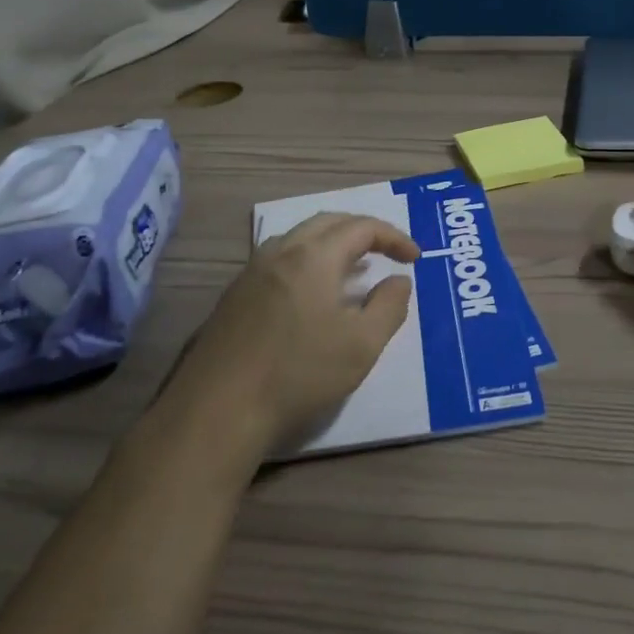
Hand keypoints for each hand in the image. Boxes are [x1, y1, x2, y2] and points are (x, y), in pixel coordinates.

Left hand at [161, 212, 418, 457]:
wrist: (218, 410)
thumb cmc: (299, 374)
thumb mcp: (362, 345)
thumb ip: (389, 306)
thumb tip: (398, 280)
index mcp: (314, 257)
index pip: (362, 227)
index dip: (394, 237)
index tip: (415, 258)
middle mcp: (280, 252)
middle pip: (328, 223)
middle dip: (363, 231)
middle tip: (387, 252)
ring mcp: (251, 272)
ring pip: (300, 239)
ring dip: (333, 245)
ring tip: (354, 270)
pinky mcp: (234, 296)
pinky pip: (280, 261)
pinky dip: (308, 263)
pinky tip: (313, 296)